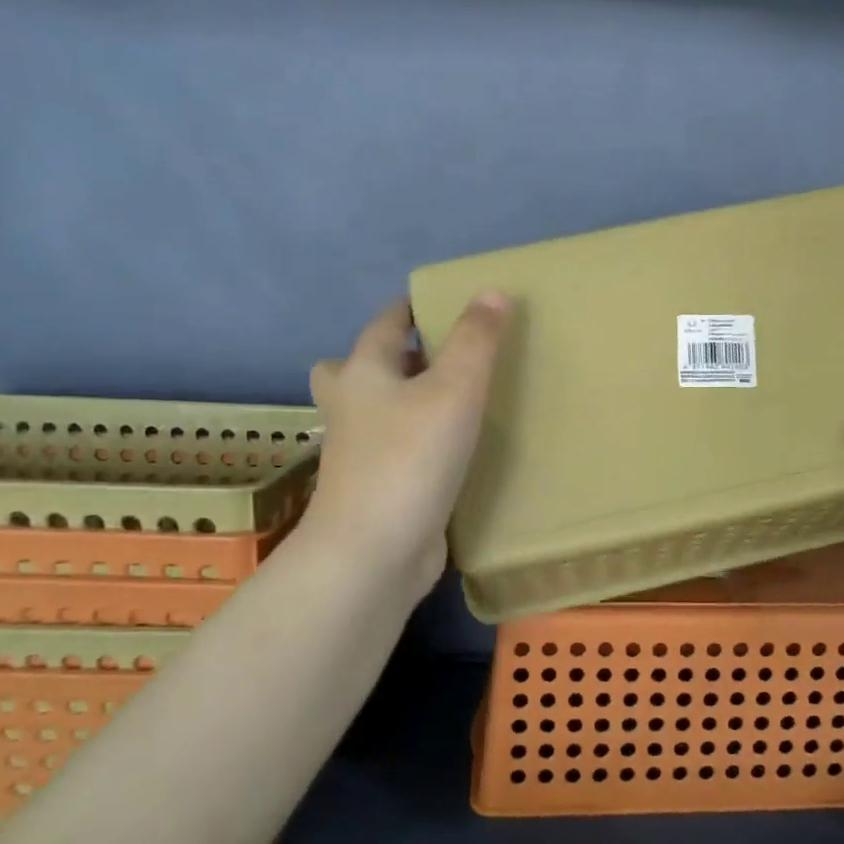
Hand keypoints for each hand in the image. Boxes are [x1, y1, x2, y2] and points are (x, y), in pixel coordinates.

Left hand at [298, 293, 511, 603]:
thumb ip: (476, 340)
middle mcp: (351, 407)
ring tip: (453, 400)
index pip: (386, 324)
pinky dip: (416, 440)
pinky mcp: (376, 487)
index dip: (413, 309)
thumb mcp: (454, 389)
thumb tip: (492, 291)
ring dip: (405, 400)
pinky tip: (452, 450)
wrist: (374, 552)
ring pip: (377, 411)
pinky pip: (395, 448)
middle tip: (439, 357)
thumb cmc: (410, 458)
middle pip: (361, 367)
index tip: (446, 303)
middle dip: (396, 357)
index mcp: (362, 373)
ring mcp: (358, 452)